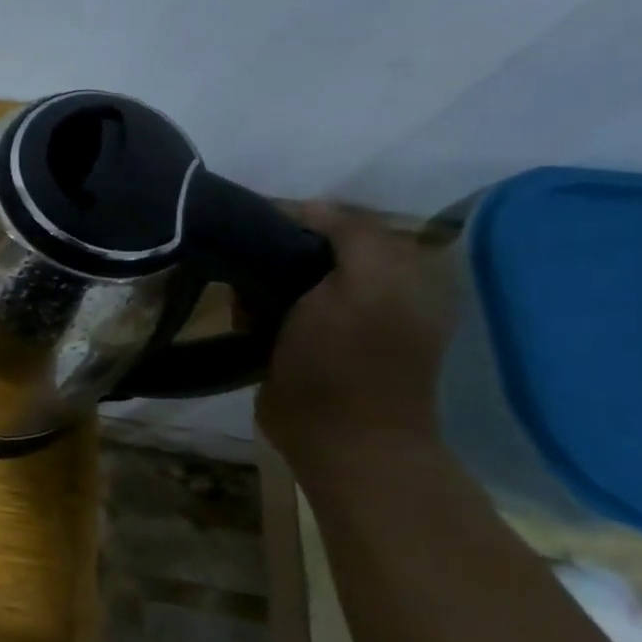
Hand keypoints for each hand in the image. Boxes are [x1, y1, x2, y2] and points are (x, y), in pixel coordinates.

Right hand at [257, 204, 457, 460]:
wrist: (335, 435)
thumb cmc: (350, 358)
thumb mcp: (364, 284)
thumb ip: (351, 233)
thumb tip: (310, 205)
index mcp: (400, 272)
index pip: (345, 223)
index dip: (304, 220)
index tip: (261, 225)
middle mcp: (371, 291)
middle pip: (310, 250)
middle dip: (275, 253)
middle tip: (248, 263)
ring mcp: (334, 320)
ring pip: (283, 278)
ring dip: (258, 283)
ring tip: (242, 295)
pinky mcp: (302, 344)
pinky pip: (269, 309)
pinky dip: (251, 309)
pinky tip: (243, 319)